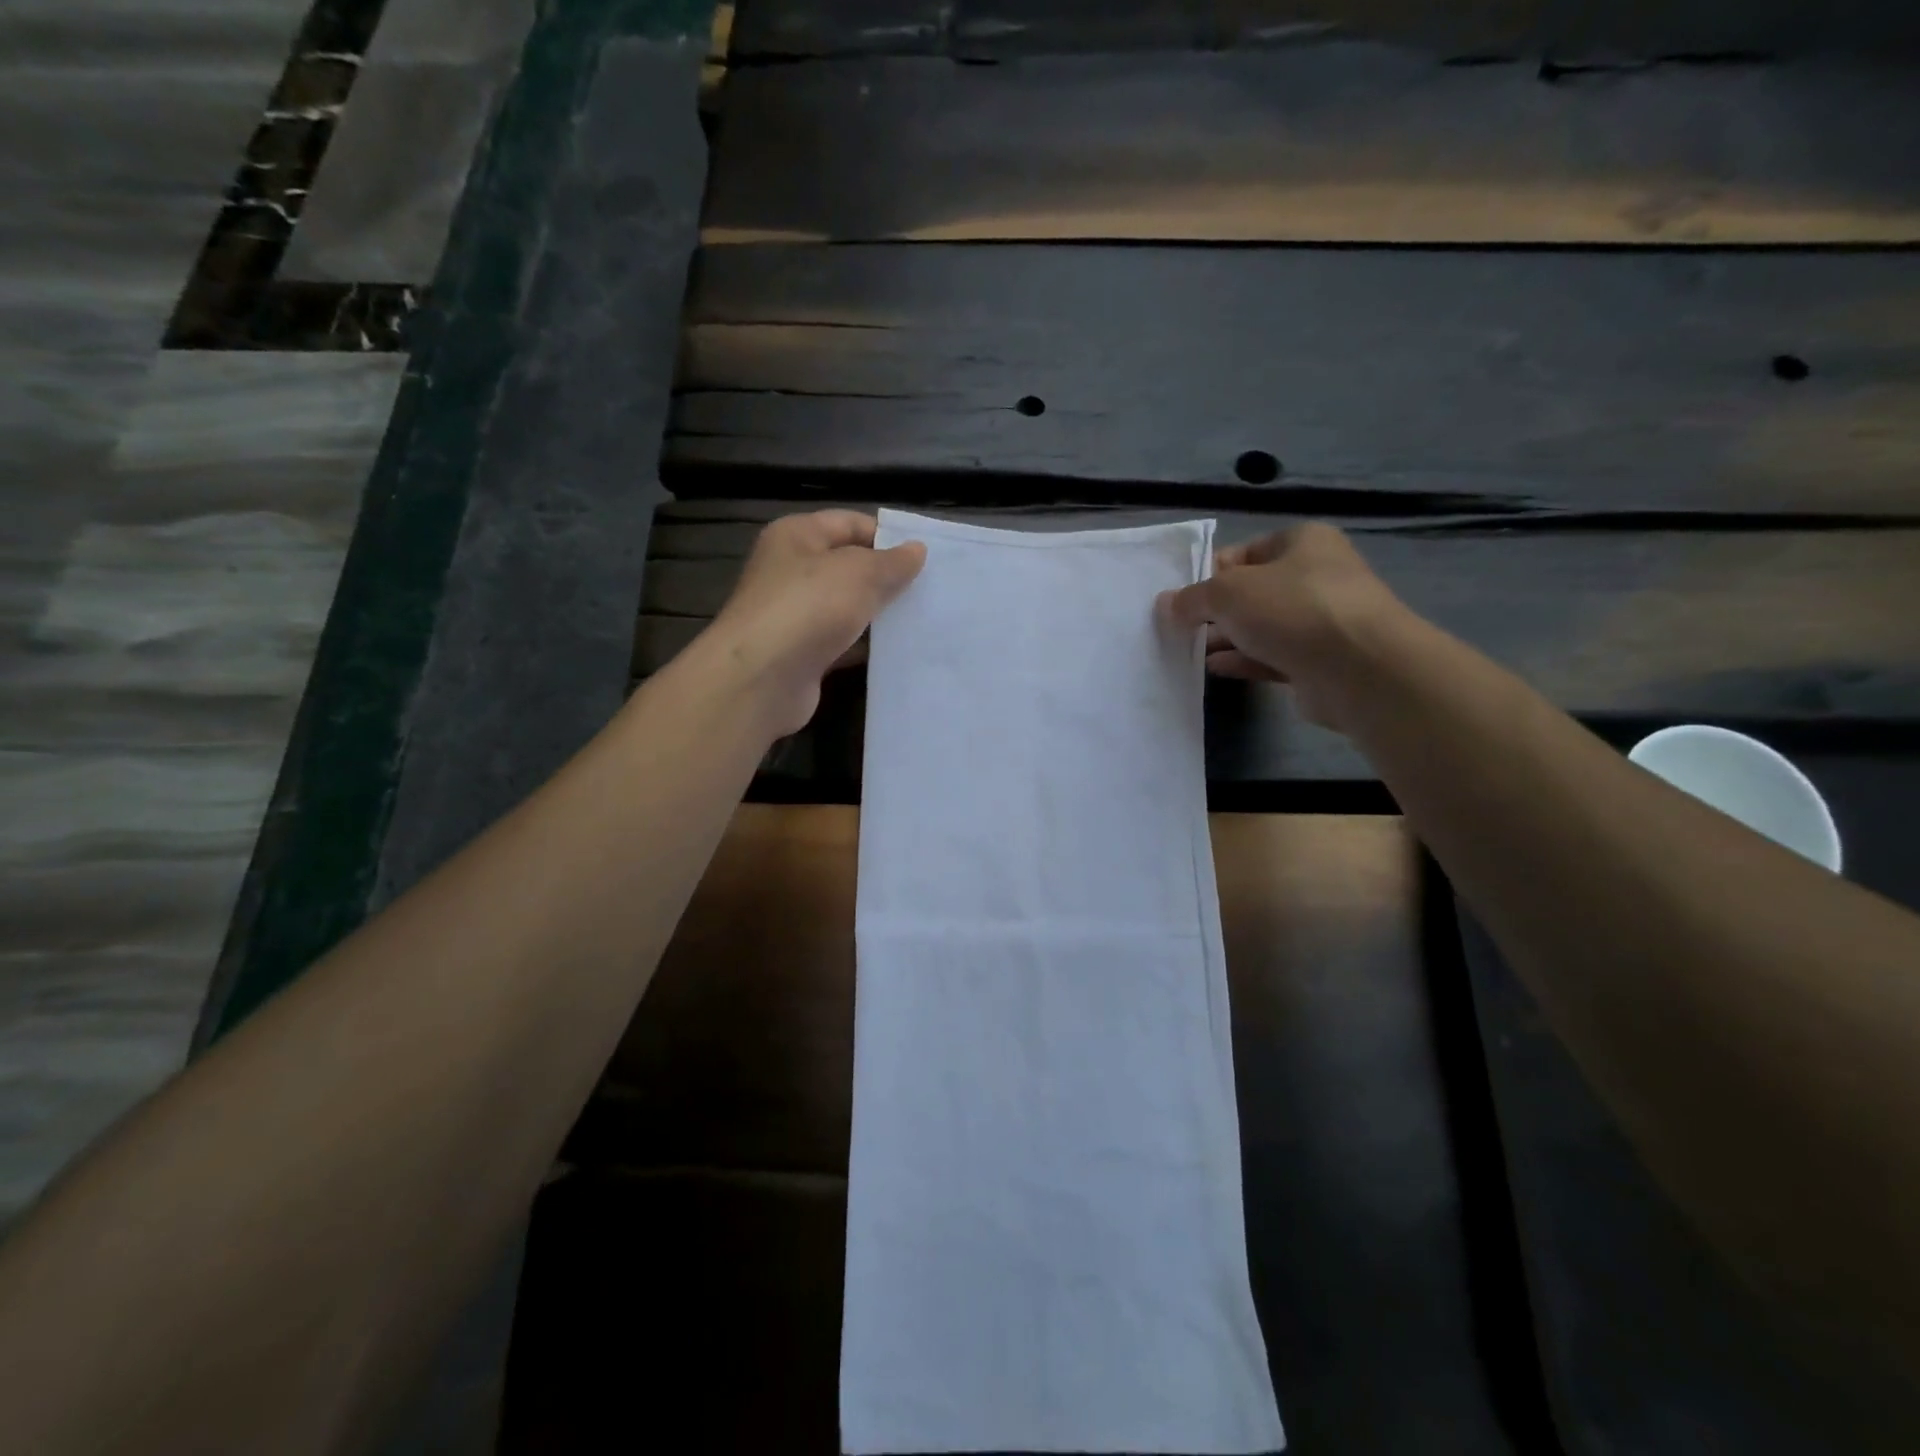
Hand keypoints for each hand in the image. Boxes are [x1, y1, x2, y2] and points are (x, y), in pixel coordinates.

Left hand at [705, 510, 925, 736]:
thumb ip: (892, 562)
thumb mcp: (859, 572)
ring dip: (880, 614)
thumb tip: (917, 550)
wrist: (761, 679)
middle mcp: (791, 571)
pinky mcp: (803, 654)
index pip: (850, 523)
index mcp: (797, 536)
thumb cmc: (808, 607)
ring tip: (924, 619)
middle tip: (931, 589)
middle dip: (888, 577)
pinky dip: (867, 646)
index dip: (888, 536)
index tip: (926, 556)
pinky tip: (899, 651)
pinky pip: (843, 643)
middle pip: (849, 566)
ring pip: (848, 607)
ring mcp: (795, 615)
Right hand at [1157, 522, 1405, 730]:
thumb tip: (1167, 603)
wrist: (1359, 668)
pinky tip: (1214, 668)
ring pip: (1261, 627)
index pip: (1243, 553)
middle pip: (1251, 592)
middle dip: (1214, 611)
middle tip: (1179, 628)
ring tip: (1188, 651)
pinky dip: (1243, 661)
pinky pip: (1271, 657)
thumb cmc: (1292, 609)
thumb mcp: (1228, 592)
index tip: (1180, 599)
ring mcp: (1320, 621)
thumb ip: (1192, 598)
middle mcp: (1315, 576)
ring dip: (1226, 638)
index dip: (1207, 574)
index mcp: (1302, 542)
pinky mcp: (1319, 661)